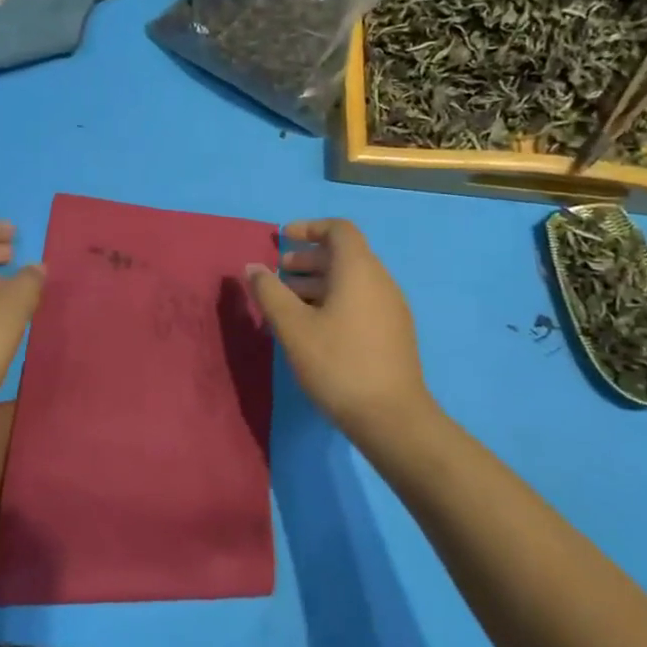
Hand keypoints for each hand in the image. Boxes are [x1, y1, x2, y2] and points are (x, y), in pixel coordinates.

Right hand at [245, 218, 436, 436]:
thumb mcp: (292, 326)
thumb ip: (269, 292)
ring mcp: (391, 308)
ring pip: (351, 280)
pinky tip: (312, 327)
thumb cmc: (337, 363)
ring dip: (318, 282)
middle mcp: (380, 282)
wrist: (392, 418)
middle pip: (344, 255)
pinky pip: (360, 300)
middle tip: (279, 274)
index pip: (339, 230)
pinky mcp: (393, 333)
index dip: (310, 228)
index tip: (282, 239)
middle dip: (308, 259)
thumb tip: (253, 267)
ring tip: (288, 302)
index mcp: (359, 271)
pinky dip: (333, 300)